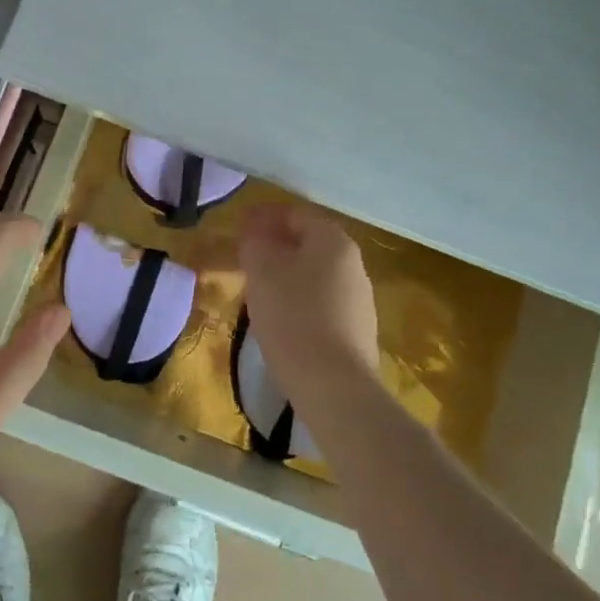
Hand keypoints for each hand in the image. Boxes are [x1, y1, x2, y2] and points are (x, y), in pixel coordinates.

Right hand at [238, 204, 380, 397]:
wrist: (334, 386)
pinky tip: (280, 318)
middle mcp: (354, 264)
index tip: (239, 225)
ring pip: (315, 275)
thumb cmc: (293, 317)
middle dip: (276, 245)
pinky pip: (322, 304)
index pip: (295, 214)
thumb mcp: (261, 270)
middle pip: (308, 244)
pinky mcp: (357, 332)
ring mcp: (360, 300)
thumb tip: (255, 231)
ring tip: (257, 288)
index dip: (264, 215)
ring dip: (287, 274)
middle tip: (245, 256)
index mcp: (333, 241)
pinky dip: (299, 301)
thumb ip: (255, 241)